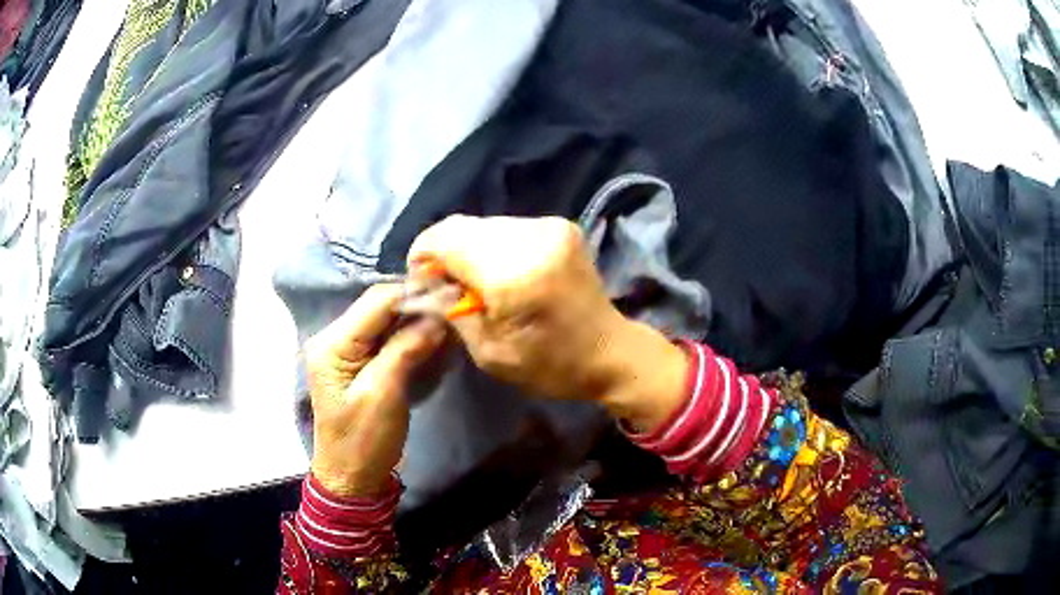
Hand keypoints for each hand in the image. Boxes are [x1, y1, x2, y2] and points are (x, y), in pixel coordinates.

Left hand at [304, 284, 445, 496]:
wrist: (352, 477)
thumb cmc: (364, 441)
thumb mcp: (383, 395)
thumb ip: (406, 350)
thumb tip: (438, 318)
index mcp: (333, 343)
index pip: (377, 301)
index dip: (414, 294)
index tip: (452, 298)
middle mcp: (336, 337)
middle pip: (381, 306)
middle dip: (418, 306)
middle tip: (455, 310)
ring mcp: (347, 349)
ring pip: (387, 320)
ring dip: (418, 320)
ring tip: (449, 325)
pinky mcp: (359, 362)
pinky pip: (388, 338)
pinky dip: (412, 336)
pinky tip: (435, 341)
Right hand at [409, 215, 687, 431]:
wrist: (610, 351)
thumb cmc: (550, 364)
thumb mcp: (489, 351)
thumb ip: (452, 310)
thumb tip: (427, 283)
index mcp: (513, 274)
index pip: (446, 239)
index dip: (423, 254)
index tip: (421, 279)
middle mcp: (533, 238)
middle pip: (463, 227)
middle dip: (445, 252)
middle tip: (446, 285)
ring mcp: (550, 227)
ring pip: (485, 225)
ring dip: (470, 248)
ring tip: (475, 281)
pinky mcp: (560, 226)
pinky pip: (508, 227)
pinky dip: (494, 246)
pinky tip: (502, 273)